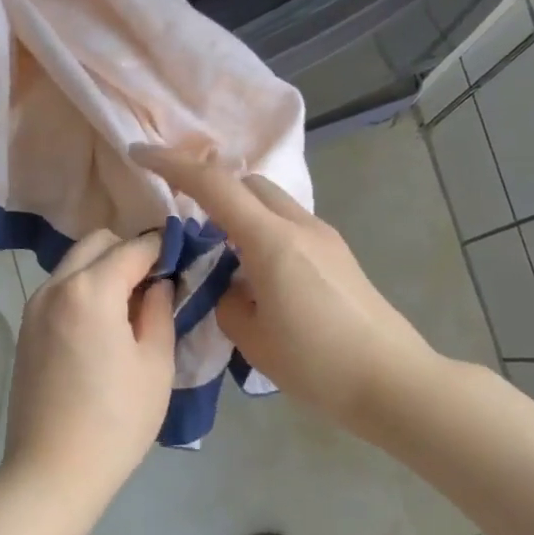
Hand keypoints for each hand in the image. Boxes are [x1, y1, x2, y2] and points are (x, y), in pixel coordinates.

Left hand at [3, 230, 175, 500]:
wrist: (52, 470)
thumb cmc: (117, 420)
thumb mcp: (155, 364)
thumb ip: (160, 310)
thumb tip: (159, 283)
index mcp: (91, 289)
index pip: (134, 247)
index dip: (164, 247)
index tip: (185, 258)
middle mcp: (55, 286)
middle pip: (97, 243)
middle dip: (129, 251)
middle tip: (157, 284)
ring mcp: (34, 307)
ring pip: (74, 264)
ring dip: (104, 269)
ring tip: (131, 306)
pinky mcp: (26, 329)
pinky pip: (59, 289)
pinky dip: (84, 289)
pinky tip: (103, 324)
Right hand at [130, 145, 436, 438]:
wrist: (392, 381)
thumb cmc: (317, 364)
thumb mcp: (253, 339)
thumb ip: (228, 301)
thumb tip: (230, 285)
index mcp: (271, 241)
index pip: (214, 185)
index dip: (173, 164)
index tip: (141, 153)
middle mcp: (300, 226)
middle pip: (247, 182)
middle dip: (210, 187)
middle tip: (185, 218)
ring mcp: (325, 237)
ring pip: (271, 202)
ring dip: (240, 212)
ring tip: (221, 255)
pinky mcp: (339, 254)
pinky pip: (290, 225)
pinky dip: (263, 231)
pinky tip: (257, 273)